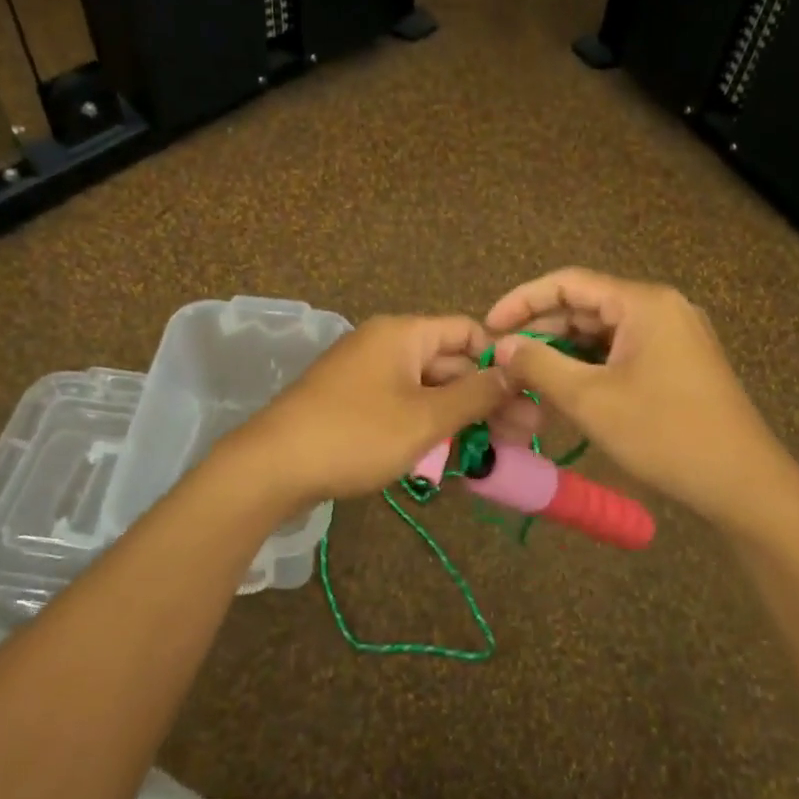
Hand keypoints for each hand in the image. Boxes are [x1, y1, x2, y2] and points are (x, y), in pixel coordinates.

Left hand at [225, 315, 511, 508]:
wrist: (272, 467)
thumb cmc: (356, 434)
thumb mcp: (425, 417)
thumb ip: (476, 394)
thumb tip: (516, 372)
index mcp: (404, 333)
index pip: (468, 331)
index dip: (500, 361)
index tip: (526, 397)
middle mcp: (387, 345)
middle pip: (451, 362)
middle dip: (487, 397)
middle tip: (522, 437)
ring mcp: (368, 375)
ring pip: (429, 389)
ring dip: (462, 417)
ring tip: (495, 453)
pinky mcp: (354, 404)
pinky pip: (404, 406)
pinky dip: (430, 426)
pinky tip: (453, 457)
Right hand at [485, 268, 796, 531]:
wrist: (744, 483)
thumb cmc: (664, 434)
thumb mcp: (591, 399)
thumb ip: (541, 365)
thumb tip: (503, 346)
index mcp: (643, 302)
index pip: (569, 282)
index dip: (523, 300)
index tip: (490, 326)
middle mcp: (661, 307)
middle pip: (587, 304)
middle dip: (543, 328)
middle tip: (504, 357)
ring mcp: (675, 335)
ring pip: (605, 331)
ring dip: (565, 348)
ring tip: (528, 373)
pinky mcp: (680, 362)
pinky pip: (624, 351)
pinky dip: (592, 364)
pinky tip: (567, 385)